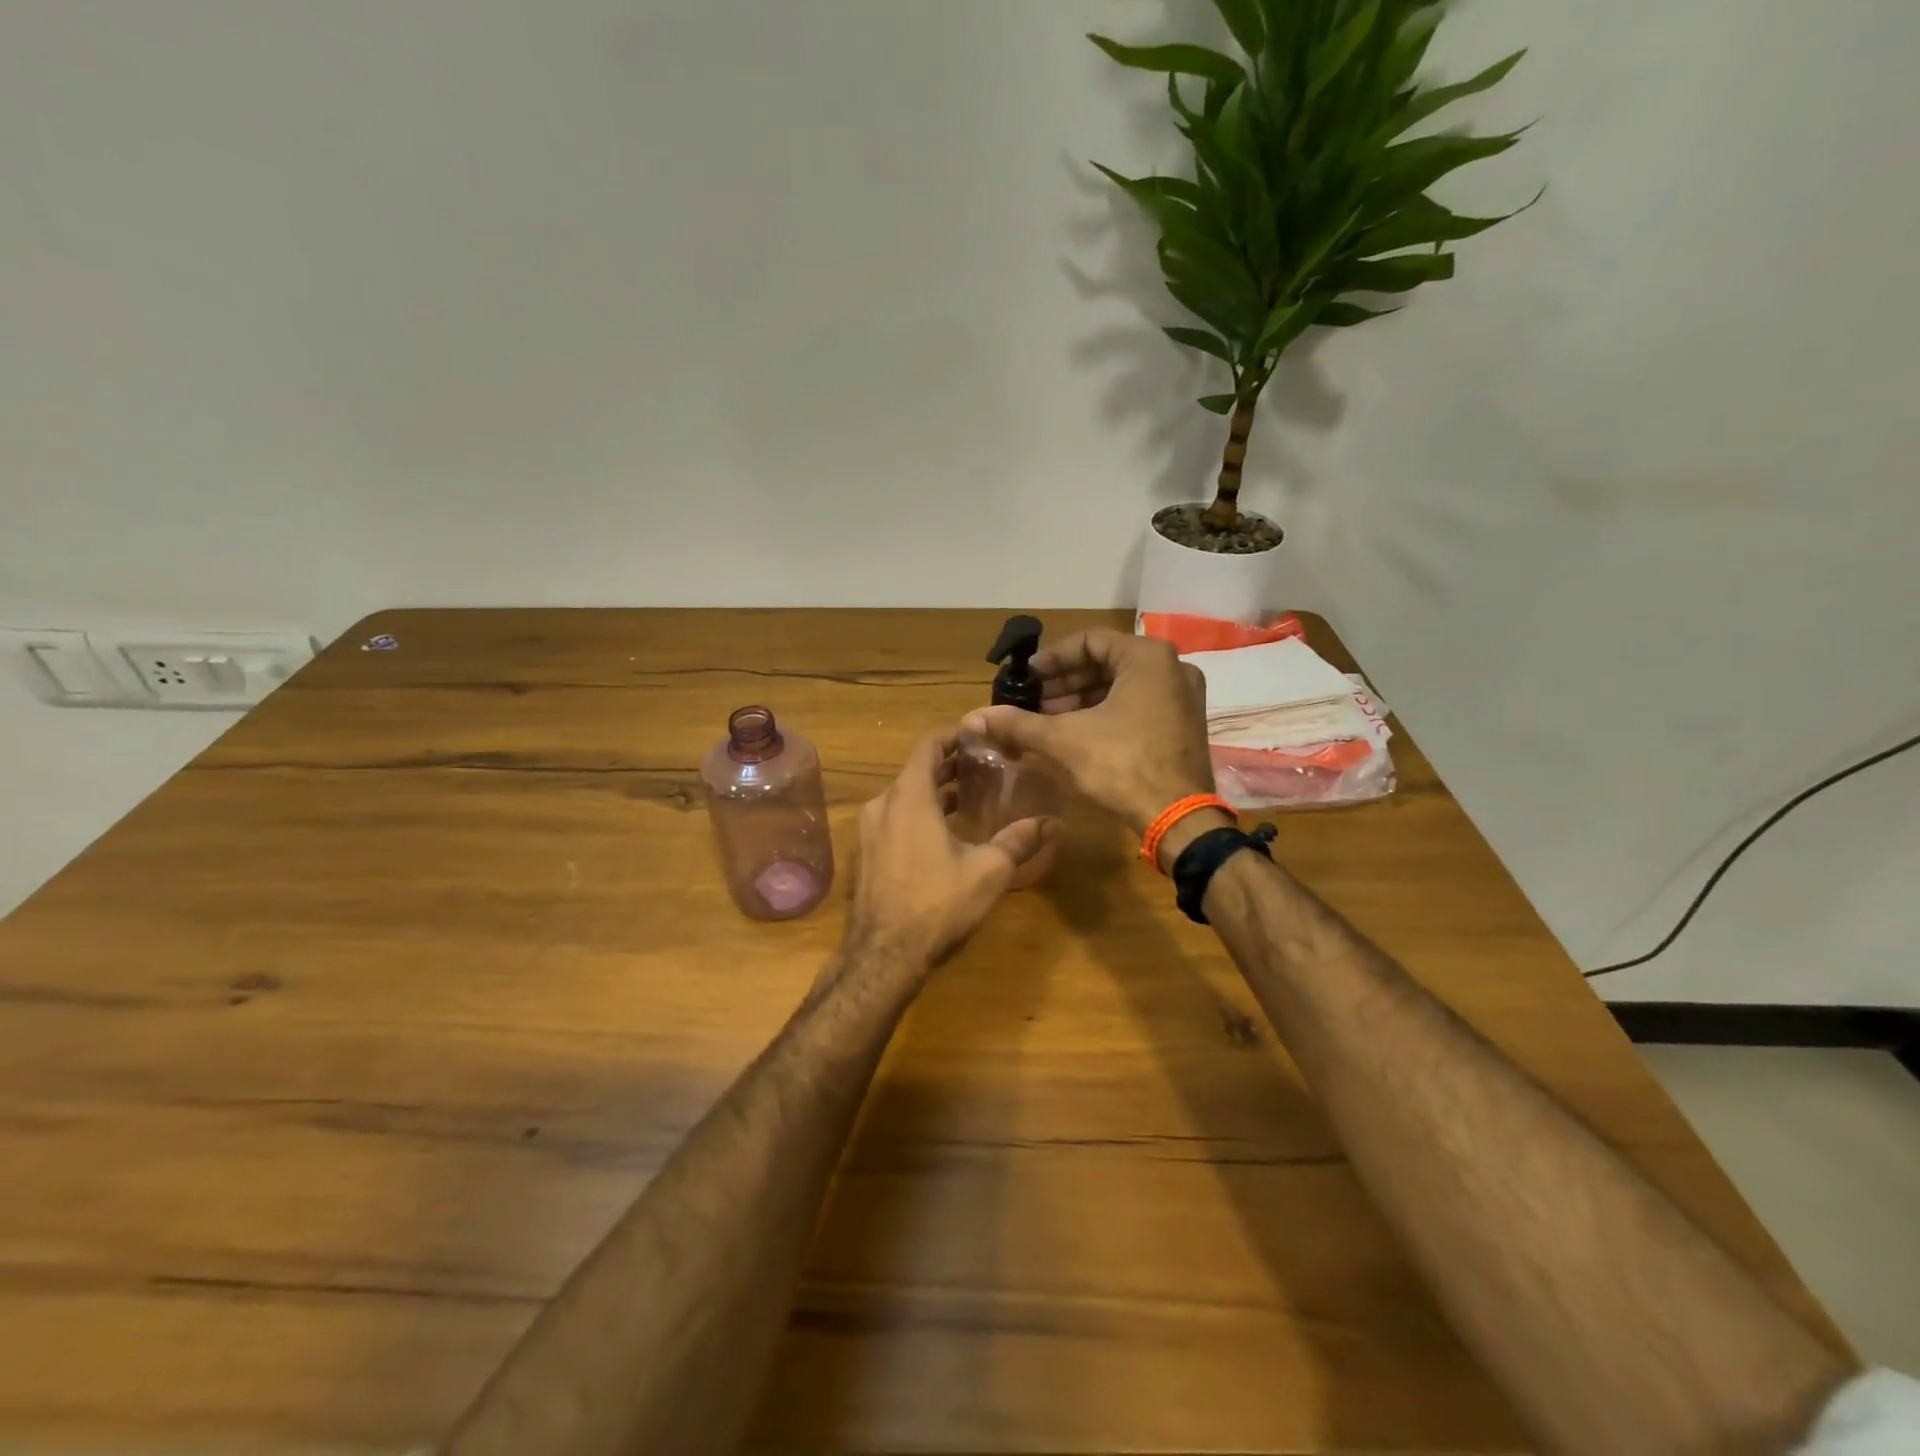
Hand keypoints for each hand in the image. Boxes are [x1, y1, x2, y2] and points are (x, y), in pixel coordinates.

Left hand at [848, 729, 1060, 964]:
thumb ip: (1019, 840)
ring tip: (969, 798)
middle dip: (949, 765)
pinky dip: (918, 813)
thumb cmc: (937, 903)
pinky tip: (943, 832)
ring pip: (904, 796)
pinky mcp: (866, 852)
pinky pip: (894, 818)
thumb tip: (1053, 823)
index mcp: (909, 797)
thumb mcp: (988, 870)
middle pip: (916, 770)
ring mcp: (870, 830)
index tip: (979, 738)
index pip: (928, 746)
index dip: (953, 736)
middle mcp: (883, 804)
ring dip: (934, 791)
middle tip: (983, 768)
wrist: (884, 954)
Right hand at [961, 630, 1212, 836]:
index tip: (1027, 677)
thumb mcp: (1064, 740)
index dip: (1053, 658)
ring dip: (1082, 700)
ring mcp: (1182, 697)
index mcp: (1147, 657)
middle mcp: (1172, 668)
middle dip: (1065, 683)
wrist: (1177, 818)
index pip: (1089, 641)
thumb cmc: (1122, 765)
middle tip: (1033, 702)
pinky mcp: (1183, 723)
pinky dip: (1105, 713)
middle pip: (1106, 663)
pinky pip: (1137, 704)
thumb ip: (1018, 724)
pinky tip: (1076, 734)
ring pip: (1121, 686)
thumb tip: (973, 718)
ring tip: (1048, 721)